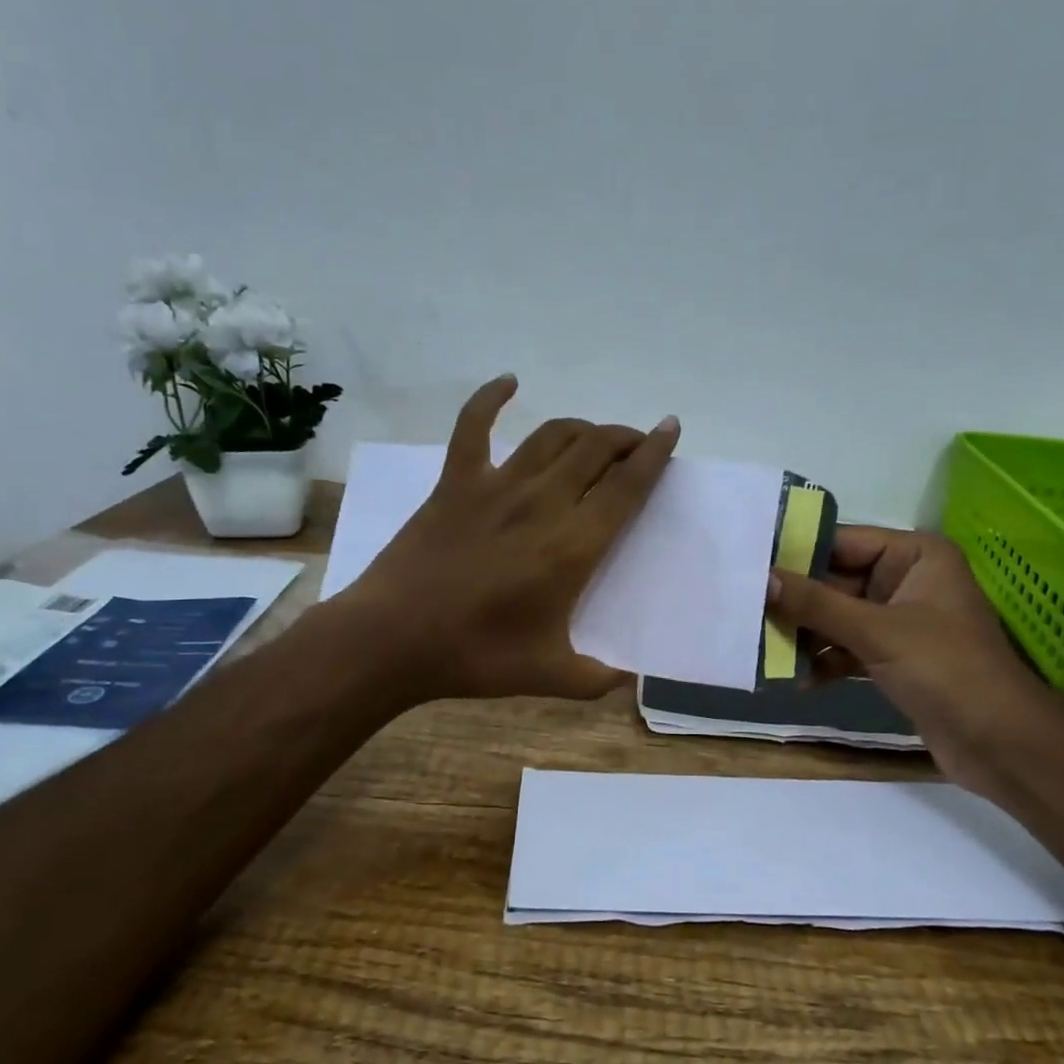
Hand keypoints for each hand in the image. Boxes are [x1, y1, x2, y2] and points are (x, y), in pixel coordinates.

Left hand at [339, 375, 679, 702]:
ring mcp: (496, 486)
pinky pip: (473, 426)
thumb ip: (598, 678)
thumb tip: (630, 681)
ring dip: (582, 428)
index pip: (627, 485)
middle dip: (625, 439)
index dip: (654, 454)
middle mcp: (543, 502)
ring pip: (552, 435)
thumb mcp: (550, 675)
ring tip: (596, 437)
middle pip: (596, 449)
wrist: (393, 639)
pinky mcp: (455, 482)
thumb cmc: (476, 655)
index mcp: (573, 544)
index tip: (670, 430)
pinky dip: (490, 398)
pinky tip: (508, 382)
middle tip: (637, 445)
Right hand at [767, 528, 1054, 770]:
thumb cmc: (946, 670)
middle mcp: (906, 580)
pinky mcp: (893, 657)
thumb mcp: (877, 632)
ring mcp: (899, 621)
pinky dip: (824, 661)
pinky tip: (796, 681)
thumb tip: (762, 579)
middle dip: (795, 600)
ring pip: (837, 617)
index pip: (842, 541)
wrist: (1001, 745)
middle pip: (835, 581)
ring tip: (761, 647)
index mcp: (915, 556)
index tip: (747, 562)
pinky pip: (846, 648)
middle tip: (744, 609)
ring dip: (804, 634)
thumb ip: (817, 604)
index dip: (796, 552)